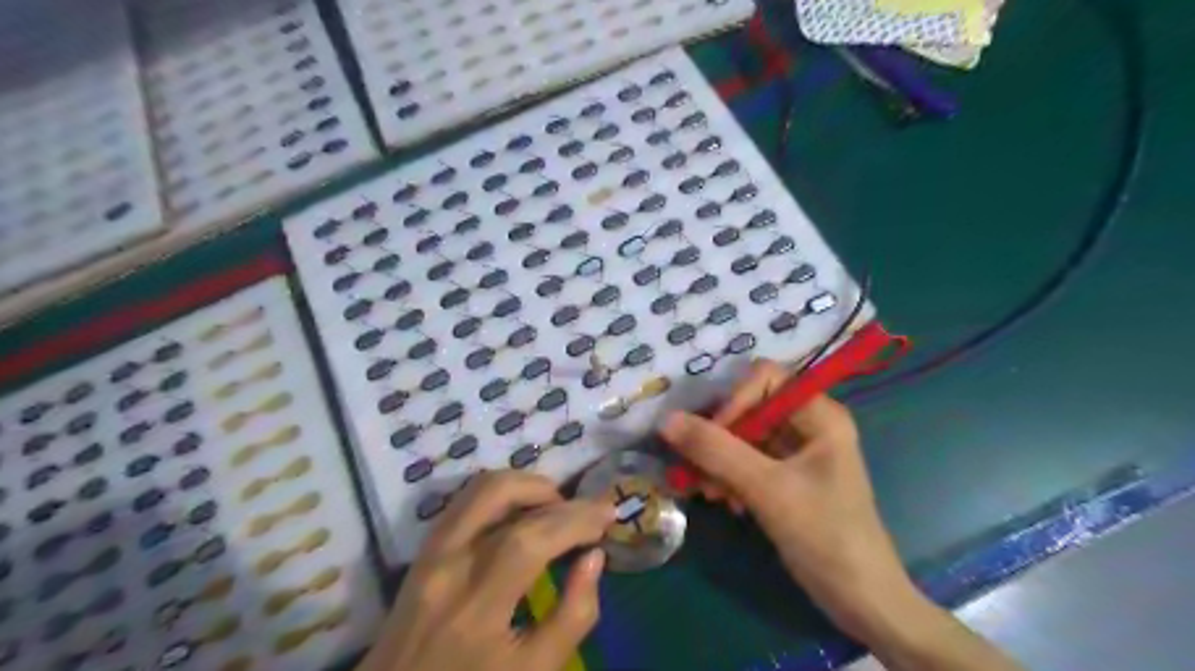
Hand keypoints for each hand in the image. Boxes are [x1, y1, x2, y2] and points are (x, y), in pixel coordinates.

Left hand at [358, 473, 610, 670]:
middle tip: (585, 511)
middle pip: (501, 495)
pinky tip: (523, 511)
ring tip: (557, 506)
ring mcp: (430, 552)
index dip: (575, 519)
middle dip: (555, 494)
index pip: (531, 538)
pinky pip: (465, 501)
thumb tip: (594, 557)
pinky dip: (501, 494)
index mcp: (475, 605)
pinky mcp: (423, 549)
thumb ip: (572, 616)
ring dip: (525, 485)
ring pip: (479, 488)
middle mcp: (447, 563)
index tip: (608, 514)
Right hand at [657, 361, 916, 644]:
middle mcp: (810, 425)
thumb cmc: (824, 536)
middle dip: (720, 437)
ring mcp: (799, 453)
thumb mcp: (767, 489)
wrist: (862, 601)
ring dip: (720, 462)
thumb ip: (715, 451)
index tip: (711, 437)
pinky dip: (731, 477)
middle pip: (751, 408)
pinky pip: (749, 462)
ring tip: (706, 493)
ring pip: (745, 437)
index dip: (735, 400)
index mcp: (820, 415)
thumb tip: (666, 420)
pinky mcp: (789, 478)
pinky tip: (725, 502)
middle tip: (695, 469)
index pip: (765, 379)